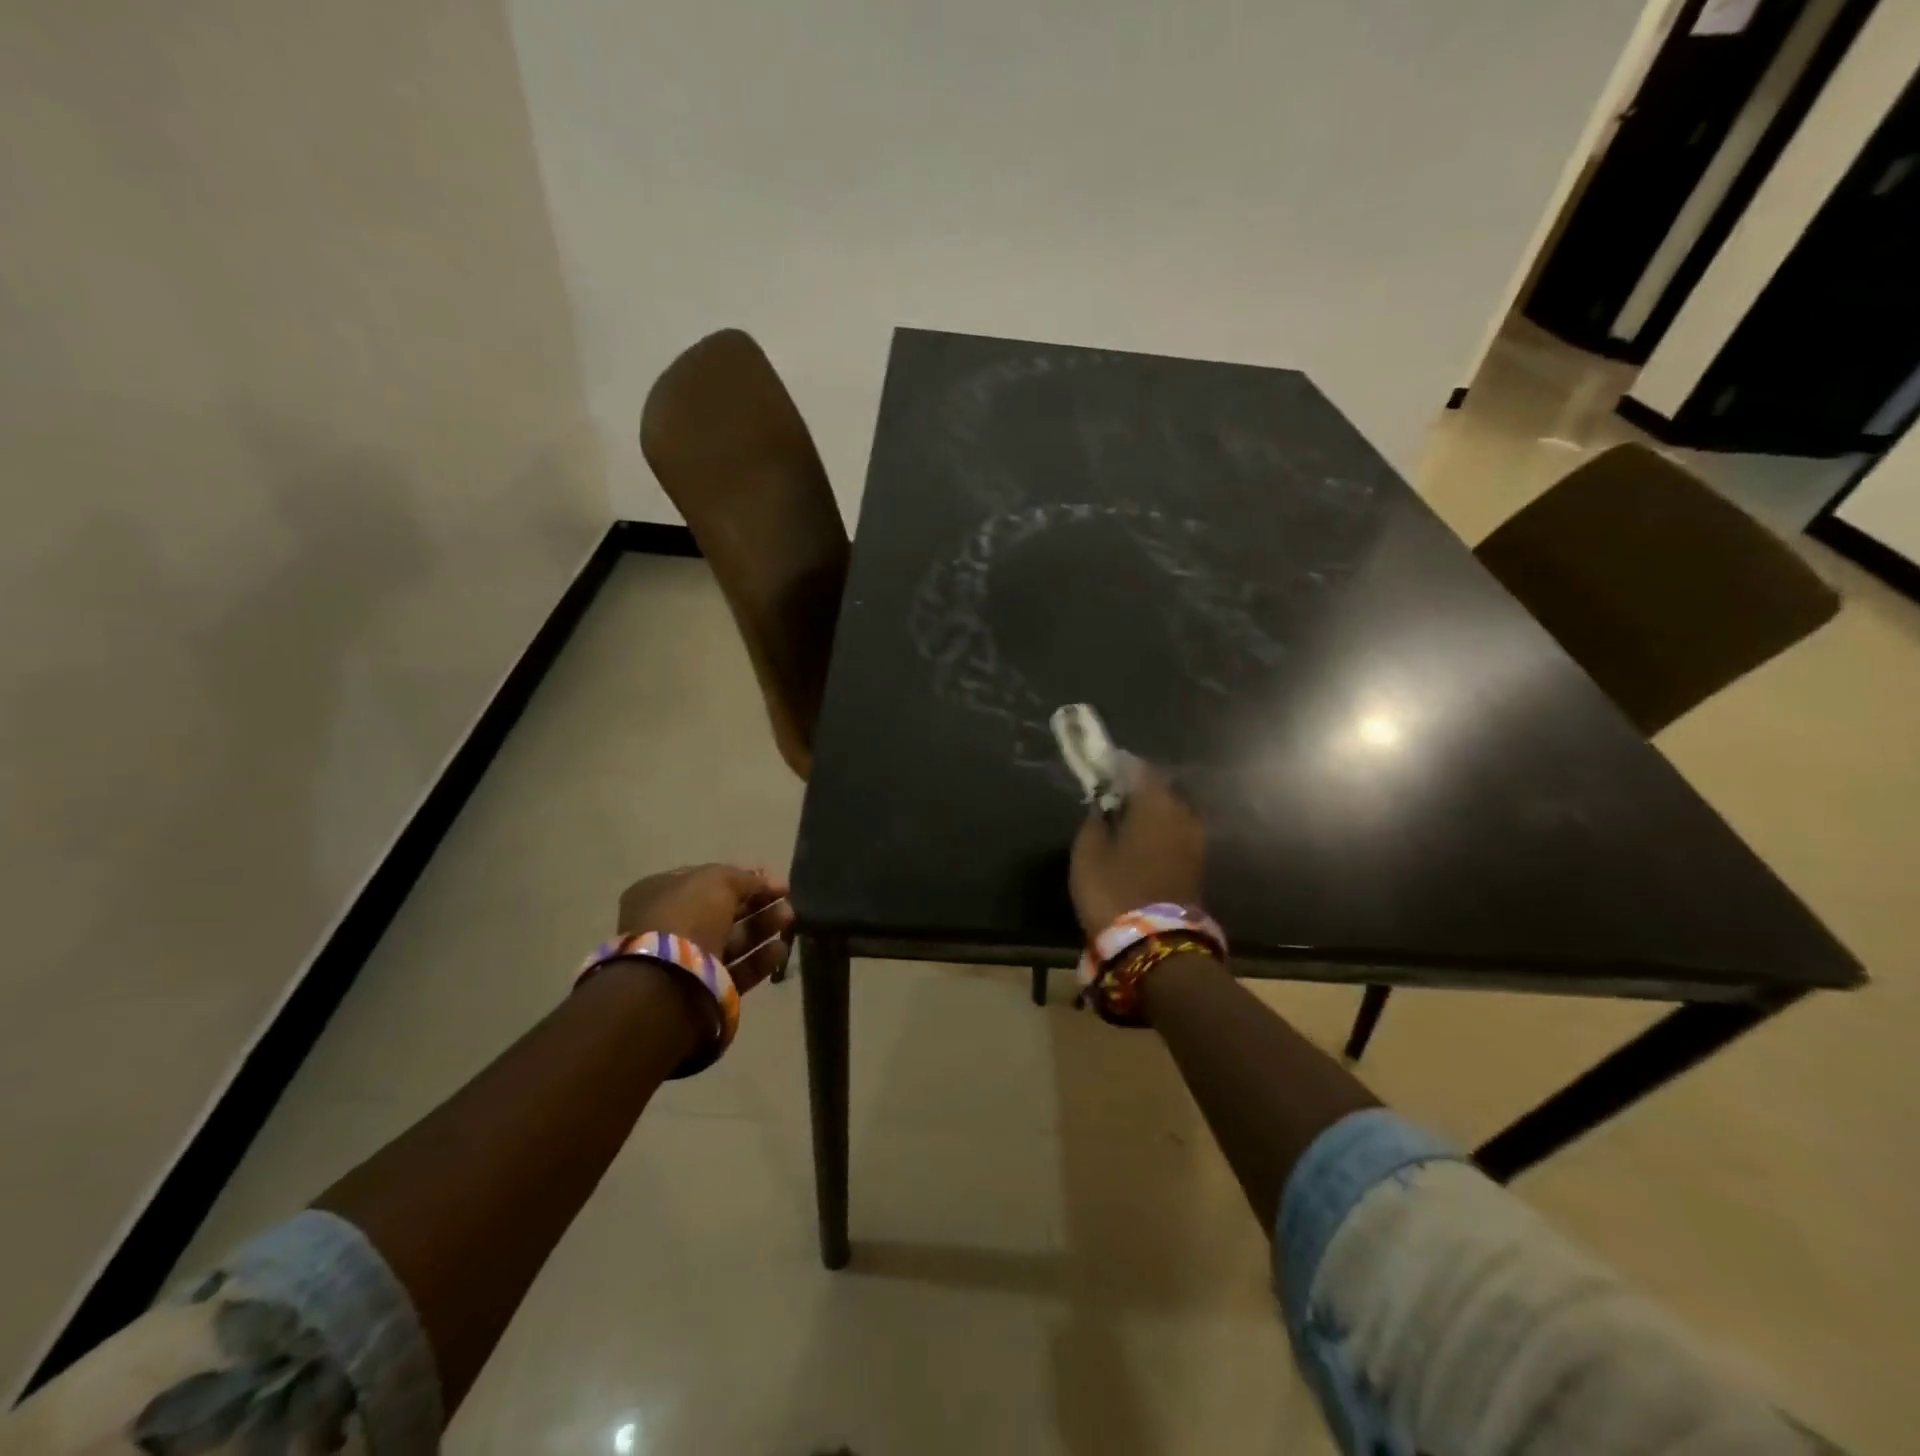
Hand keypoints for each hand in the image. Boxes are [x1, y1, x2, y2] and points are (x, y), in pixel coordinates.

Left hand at [617, 864, 793, 992]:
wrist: (668, 983)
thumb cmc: (686, 918)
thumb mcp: (717, 881)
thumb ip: (744, 878)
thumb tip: (763, 880)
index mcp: (660, 894)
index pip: (706, 881)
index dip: (741, 878)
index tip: (771, 880)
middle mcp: (669, 927)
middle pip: (722, 911)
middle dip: (757, 904)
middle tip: (786, 900)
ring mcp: (685, 961)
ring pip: (732, 941)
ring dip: (762, 928)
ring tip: (789, 920)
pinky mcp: (703, 991)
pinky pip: (736, 971)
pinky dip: (759, 960)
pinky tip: (780, 950)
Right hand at [1069, 768, 1205, 937]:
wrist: (1156, 944)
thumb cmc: (1114, 890)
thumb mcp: (1088, 853)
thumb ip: (1095, 821)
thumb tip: (1102, 807)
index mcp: (1155, 803)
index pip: (1139, 769)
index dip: (1120, 766)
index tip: (1103, 768)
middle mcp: (1182, 814)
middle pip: (1162, 788)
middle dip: (1139, 788)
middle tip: (1114, 794)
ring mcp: (1195, 841)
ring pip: (1172, 812)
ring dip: (1152, 811)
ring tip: (1127, 820)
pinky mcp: (1197, 864)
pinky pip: (1177, 833)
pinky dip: (1161, 831)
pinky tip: (1142, 841)